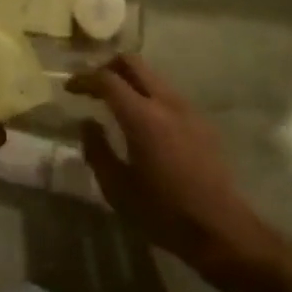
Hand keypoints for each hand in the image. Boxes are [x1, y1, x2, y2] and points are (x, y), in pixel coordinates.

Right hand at [68, 54, 281, 272]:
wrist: (220, 229)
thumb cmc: (163, 212)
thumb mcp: (117, 188)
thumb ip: (97, 150)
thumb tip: (87, 123)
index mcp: (142, 117)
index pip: (107, 79)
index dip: (84, 79)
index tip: (70, 89)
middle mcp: (166, 102)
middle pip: (133, 62)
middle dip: (107, 67)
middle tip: (92, 86)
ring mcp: (188, 109)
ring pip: (152, 75)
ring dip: (129, 80)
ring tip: (113, 102)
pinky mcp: (201, 121)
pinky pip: (167, 93)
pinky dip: (148, 94)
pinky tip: (142, 121)